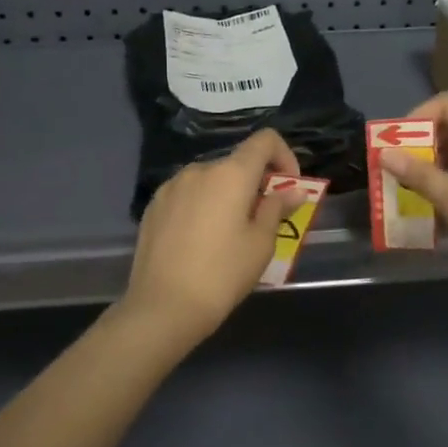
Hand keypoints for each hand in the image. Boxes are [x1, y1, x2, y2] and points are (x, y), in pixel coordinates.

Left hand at [120, 130, 304, 349]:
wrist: (163, 306)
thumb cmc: (222, 274)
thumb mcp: (261, 244)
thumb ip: (277, 208)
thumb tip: (294, 191)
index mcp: (231, 174)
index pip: (265, 140)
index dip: (284, 156)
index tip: (288, 188)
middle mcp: (199, 170)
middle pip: (237, 163)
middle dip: (255, 184)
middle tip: (261, 221)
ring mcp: (171, 186)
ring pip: (210, 180)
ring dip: (226, 195)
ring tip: (228, 234)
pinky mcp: (153, 206)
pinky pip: (187, 195)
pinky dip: (202, 206)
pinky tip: (199, 241)